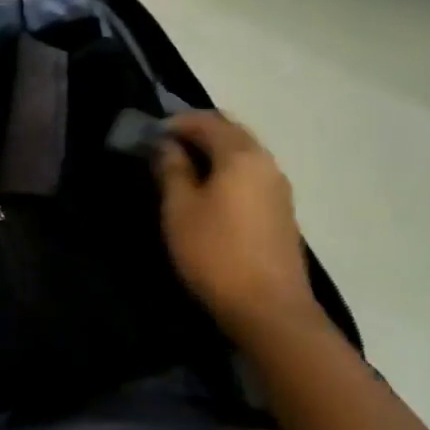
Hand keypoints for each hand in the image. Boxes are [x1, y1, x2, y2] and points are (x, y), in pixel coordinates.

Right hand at [153, 112, 321, 344]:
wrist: (268, 309)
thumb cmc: (214, 252)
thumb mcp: (180, 209)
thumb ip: (172, 170)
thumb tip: (166, 145)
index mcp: (241, 156)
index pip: (207, 121)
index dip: (176, 122)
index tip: (148, 135)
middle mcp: (266, 163)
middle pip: (230, 133)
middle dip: (196, 133)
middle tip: (163, 147)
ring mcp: (278, 188)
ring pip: (242, 154)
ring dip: (212, 153)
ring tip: (180, 170)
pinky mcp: (281, 212)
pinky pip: (250, 176)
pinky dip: (226, 172)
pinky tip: (207, 193)